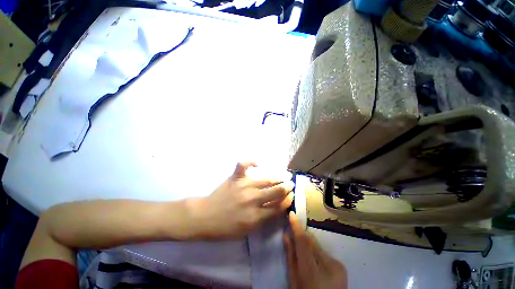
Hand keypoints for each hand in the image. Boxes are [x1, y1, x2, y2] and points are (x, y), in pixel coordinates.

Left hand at [189, 162, 293, 239]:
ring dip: (277, 177)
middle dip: (286, 187)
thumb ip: (262, 219)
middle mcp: (252, 199)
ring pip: (266, 179)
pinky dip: (251, 162)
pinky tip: (257, 163)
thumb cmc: (225, 227)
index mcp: (255, 216)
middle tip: (291, 184)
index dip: (287, 200)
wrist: (205, 217)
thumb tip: (275, 208)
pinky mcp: (235, 178)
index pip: (278, 207)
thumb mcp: (247, 231)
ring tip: (284, 175)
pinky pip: (244, 165)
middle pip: (275, 191)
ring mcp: (244, 186)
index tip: (291, 196)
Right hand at [284, 212, 347, 288]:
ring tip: (305, 254)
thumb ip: (290, 257)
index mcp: (312, 272)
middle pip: (311, 241)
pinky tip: (315, 262)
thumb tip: (286, 235)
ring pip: (317, 245)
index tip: (292, 214)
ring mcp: (337, 265)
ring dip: (309, 245)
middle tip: (294, 234)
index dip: (297, 226)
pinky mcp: (341, 265)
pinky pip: (324, 252)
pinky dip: (317, 252)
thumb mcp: (294, 281)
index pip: (303, 242)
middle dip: (302, 235)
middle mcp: (328, 265)